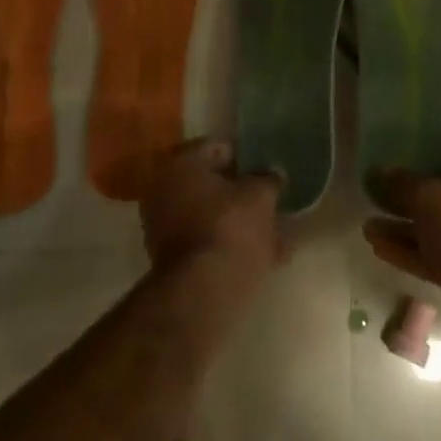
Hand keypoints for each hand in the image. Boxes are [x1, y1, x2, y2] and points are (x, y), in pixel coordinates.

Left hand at [141, 139, 285, 284]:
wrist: (203, 292)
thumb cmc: (230, 228)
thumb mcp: (260, 196)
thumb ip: (268, 179)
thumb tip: (273, 174)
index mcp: (181, 164)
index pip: (218, 148)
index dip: (247, 156)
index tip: (268, 168)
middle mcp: (164, 190)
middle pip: (212, 184)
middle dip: (242, 192)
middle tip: (271, 198)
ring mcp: (165, 227)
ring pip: (212, 216)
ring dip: (240, 220)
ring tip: (275, 229)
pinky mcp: (174, 259)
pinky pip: (210, 241)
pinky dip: (232, 244)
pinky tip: (266, 254)